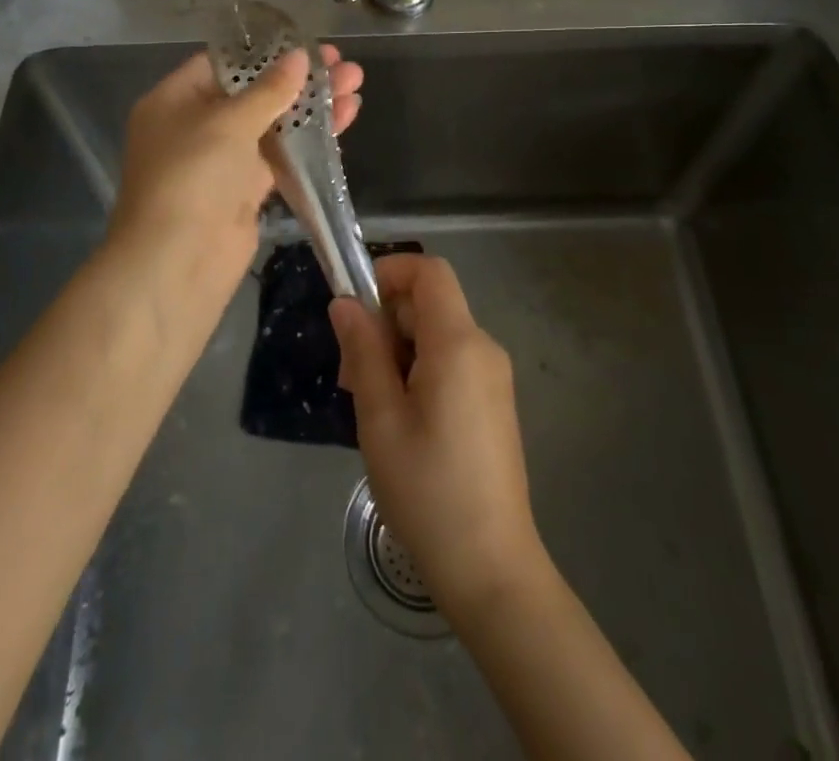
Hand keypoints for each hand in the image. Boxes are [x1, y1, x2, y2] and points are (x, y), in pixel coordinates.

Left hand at [107, 44, 363, 300]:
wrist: (179, 262)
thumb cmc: (193, 176)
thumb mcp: (228, 122)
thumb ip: (269, 89)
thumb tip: (300, 58)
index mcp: (175, 100)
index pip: (222, 64)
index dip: (265, 52)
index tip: (306, 43)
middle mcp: (196, 126)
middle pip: (253, 92)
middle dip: (299, 78)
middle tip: (341, 62)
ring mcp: (222, 160)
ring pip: (272, 124)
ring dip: (312, 106)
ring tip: (355, 82)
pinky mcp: (245, 189)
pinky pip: (280, 154)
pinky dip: (309, 138)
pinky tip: (345, 117)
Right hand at [330, 254, 547, 623]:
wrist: (490, 568)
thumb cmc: (427, 489)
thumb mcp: (380, 418)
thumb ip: (363, 351)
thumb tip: (345, 303)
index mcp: (458, 343)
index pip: (429, 271)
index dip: (389, 272)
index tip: (354, 306)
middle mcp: (483, 348)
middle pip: (429, 303)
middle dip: (384, 321)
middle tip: (350, 374)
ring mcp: (493, 376)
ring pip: (436, 334)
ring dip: (396, 350)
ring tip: (369, 403)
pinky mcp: (493, 402)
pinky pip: (451, 361)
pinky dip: (418, 369)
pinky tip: (398, 418)